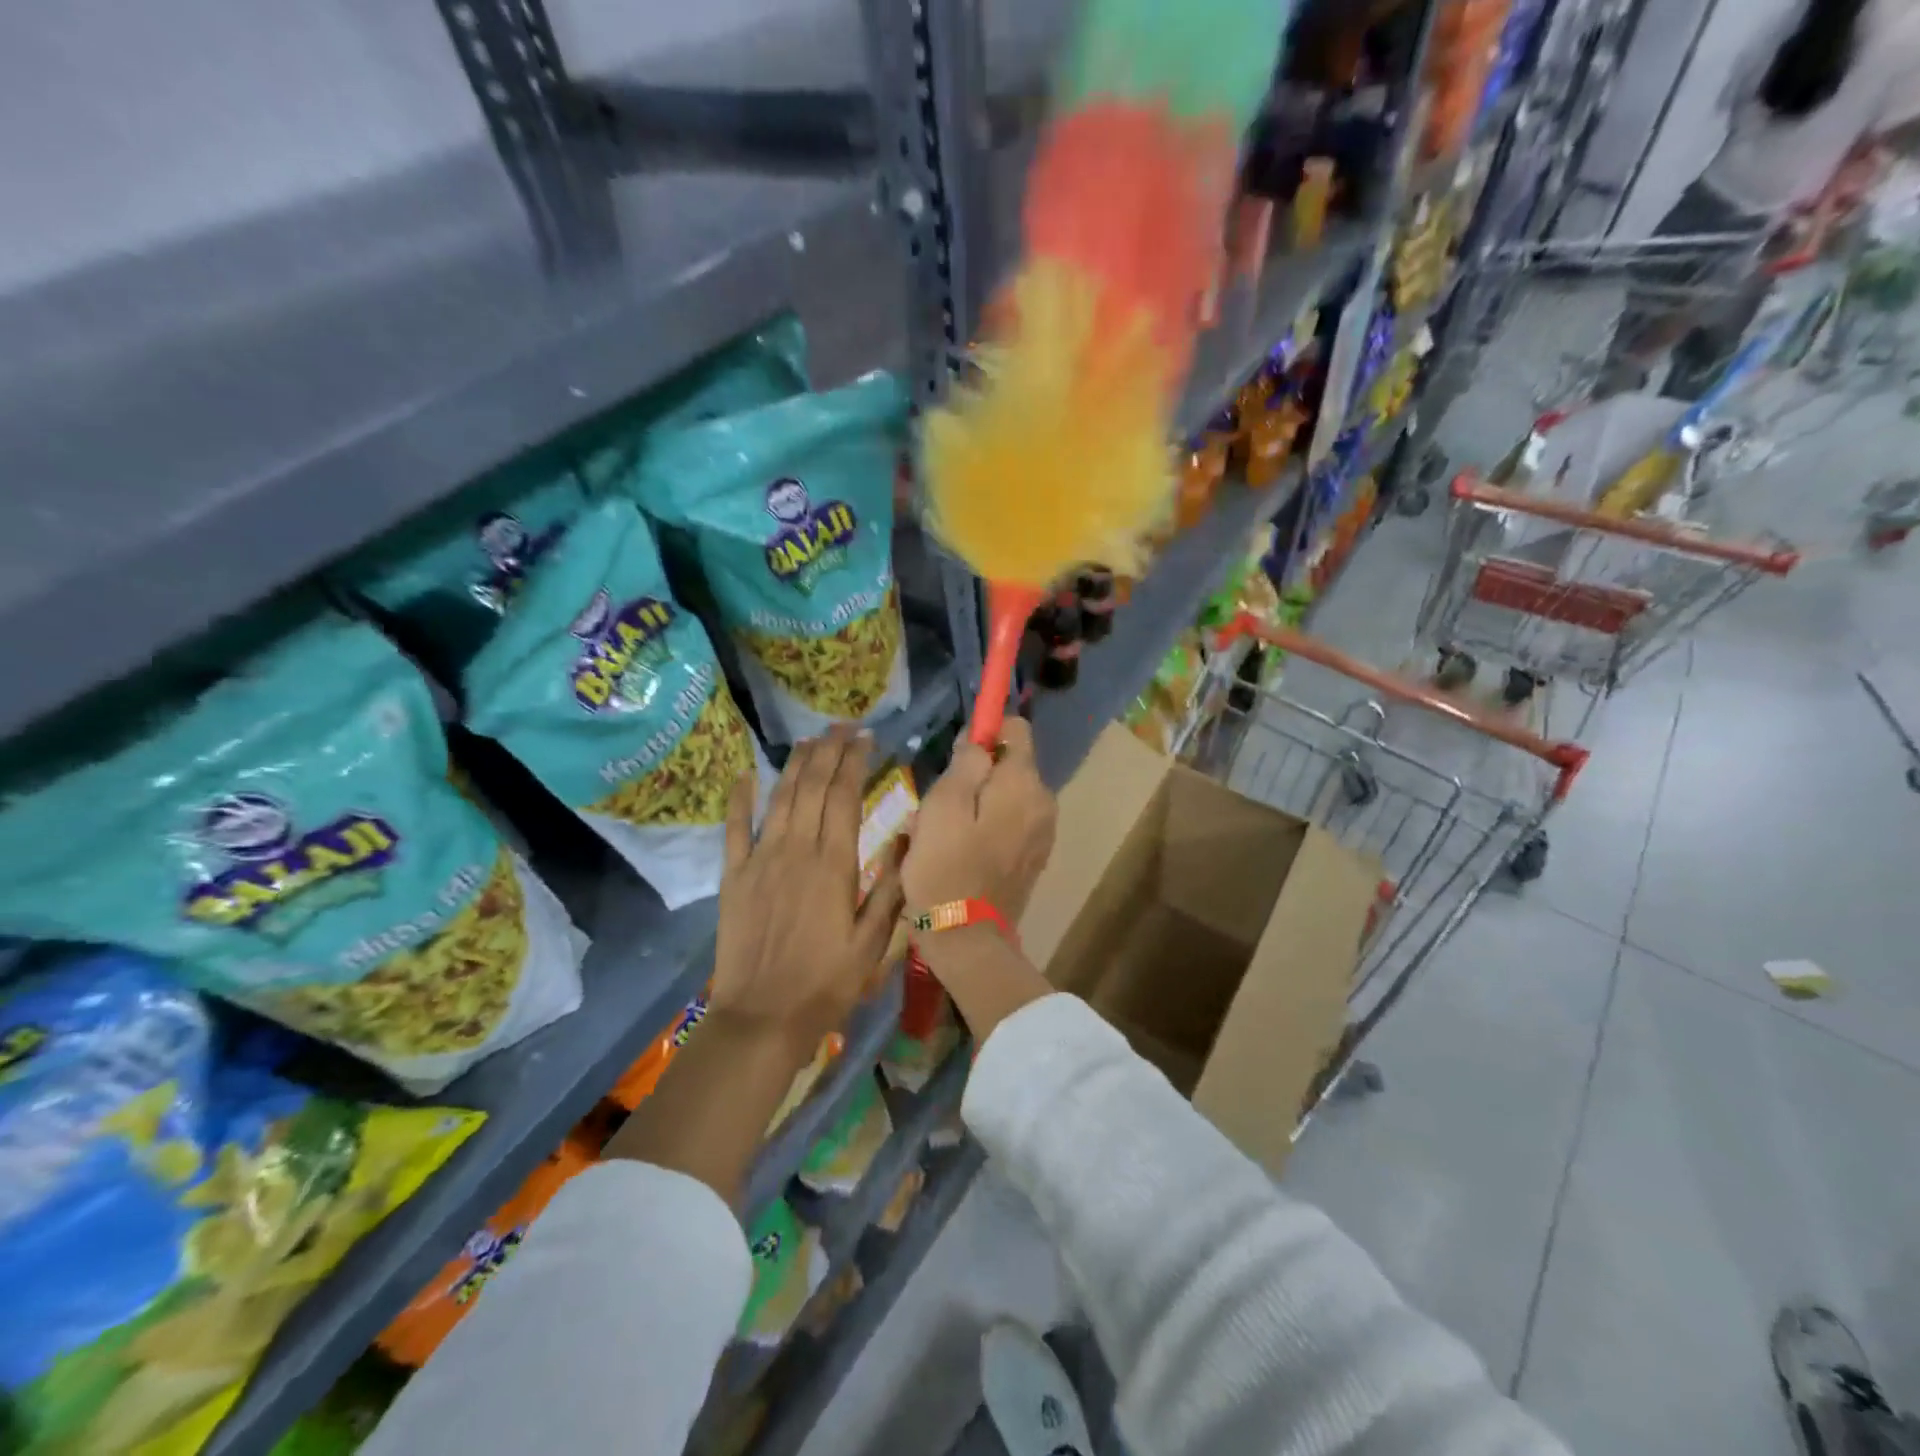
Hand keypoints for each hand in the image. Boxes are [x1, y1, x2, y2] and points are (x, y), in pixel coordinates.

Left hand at [710, 727, 903, 1064]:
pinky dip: (740, 799)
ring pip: (780, 798)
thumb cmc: (825, 983)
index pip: (844, 796)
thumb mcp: (873, 943)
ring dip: (795, 764)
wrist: (761, 1017)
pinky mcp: (734, 875)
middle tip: (841, 727)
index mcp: (834, 864)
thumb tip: (904, 840)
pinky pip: (734, 828)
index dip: (855, 762)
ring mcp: (760, 859)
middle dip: (828, 751)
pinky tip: (746, 775)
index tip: (865, 739)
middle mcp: (796, 850)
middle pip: (812, 787)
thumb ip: (890, 889)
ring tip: (810, 740)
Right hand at [902, 717, 1056, 923]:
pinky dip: (986, 826)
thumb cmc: (946, 867)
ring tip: (943, 832)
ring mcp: (1043, 832)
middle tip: (938, 805)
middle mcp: (1044, 802)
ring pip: (1005, 796)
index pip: (1017, 729)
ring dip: (976, 803)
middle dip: (974, 775)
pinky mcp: (1034, 857)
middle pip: (1008, 766)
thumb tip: (981, 739)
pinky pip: (1009, 823)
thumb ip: (966, 763)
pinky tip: (959, 850)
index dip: (985, 732)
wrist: (967, 939)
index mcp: (1024, 784)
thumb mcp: (943, 805)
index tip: (957, 755)